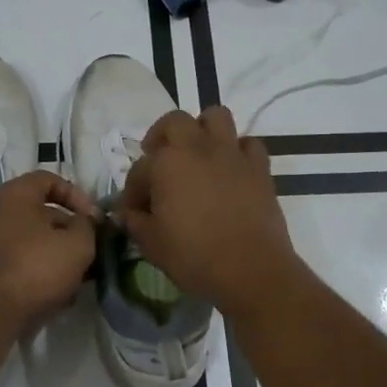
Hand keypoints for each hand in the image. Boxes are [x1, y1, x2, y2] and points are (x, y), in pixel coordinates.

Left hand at [0, 170, 99, 332]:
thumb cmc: (35, 268)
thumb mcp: (77, 245)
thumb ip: (87, 226)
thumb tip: (84, 221)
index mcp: (15, 194)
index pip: (49, 179)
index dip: (76, 195)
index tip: (93, 219)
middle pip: (38, 211)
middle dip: (66, 230)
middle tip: (86, 251)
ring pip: (27, 238)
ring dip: (52, 253)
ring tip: (73, 278)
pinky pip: (13, 259)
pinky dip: (33, 269)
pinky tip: (51, 294)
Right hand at [120, 106, 300, 311]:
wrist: (251, 270)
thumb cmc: (194, 257)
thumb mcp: (152, 244)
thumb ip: (135, 222)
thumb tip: (127, 213)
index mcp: (167, 163)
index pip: (140, 168)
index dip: (132, 190)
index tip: (134, 211)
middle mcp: (198, 148)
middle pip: (175, 122)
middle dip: (162, 136)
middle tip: (159, 160)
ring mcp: (232, 154)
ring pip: (216, 116)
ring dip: (203, 129)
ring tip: (197, 153)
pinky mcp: (259, 168)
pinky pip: (248, 144)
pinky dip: (238, 151)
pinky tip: (231, 169)